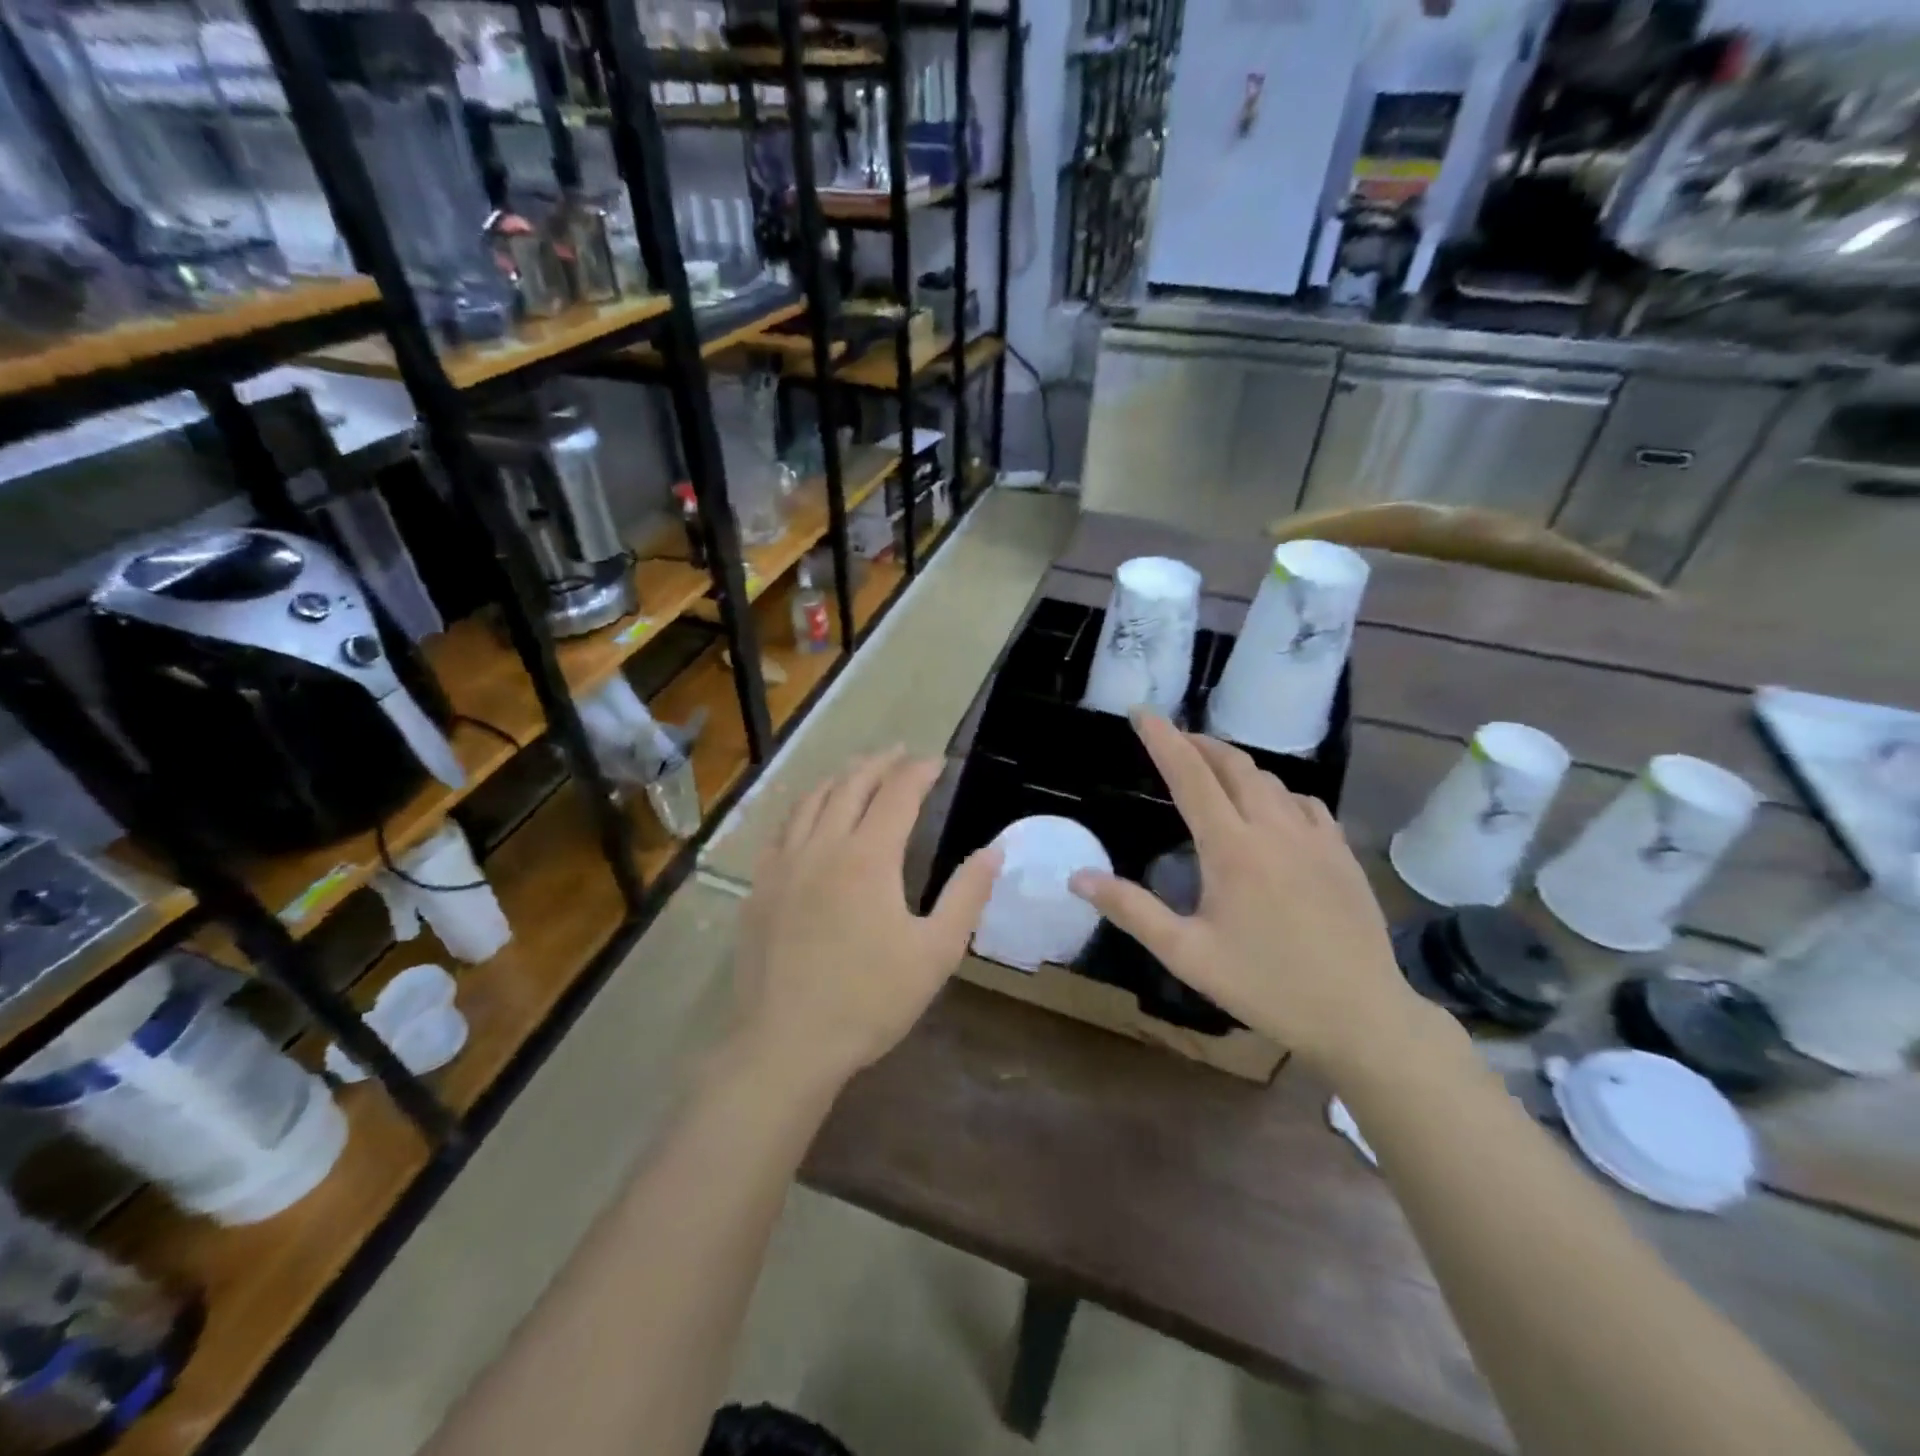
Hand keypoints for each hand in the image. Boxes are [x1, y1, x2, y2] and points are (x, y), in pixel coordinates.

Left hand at [733, 750, 1002, 1091]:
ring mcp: (785, 865)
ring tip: (856, 770)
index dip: (919, 772)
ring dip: (838, 778)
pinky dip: (802, 807)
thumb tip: (993, 851)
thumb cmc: (870, 1000)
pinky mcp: (760, 887)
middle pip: (850, 786)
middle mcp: (823, 846)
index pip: (898, 794)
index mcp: (868, 858)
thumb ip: (966, 896)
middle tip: (899, 753)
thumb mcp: (936, 952)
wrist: (787, 1043)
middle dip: (879, 763)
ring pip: (811, 801)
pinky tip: (807, 814)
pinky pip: (781, 830)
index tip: (938, 762)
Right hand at [1068, 712, 1435, 1077]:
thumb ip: (1131, 910)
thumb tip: (1078, 877)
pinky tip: (1272, 807)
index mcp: (1232, 848)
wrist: (1361, 1016)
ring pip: (1271, 780)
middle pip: (1234, 766)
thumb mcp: (1187, 954)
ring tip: (1213, 769)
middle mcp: (1275, 829)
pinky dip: (1277, 791)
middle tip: (1174, 738)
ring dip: (1236, 765)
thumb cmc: (1265, 985)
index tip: (1143, 713)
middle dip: (1199, 744)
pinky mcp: (1342, 854)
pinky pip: (1305, 803)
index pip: (1191, 776)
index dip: (1164, 740)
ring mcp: (1316, 838)